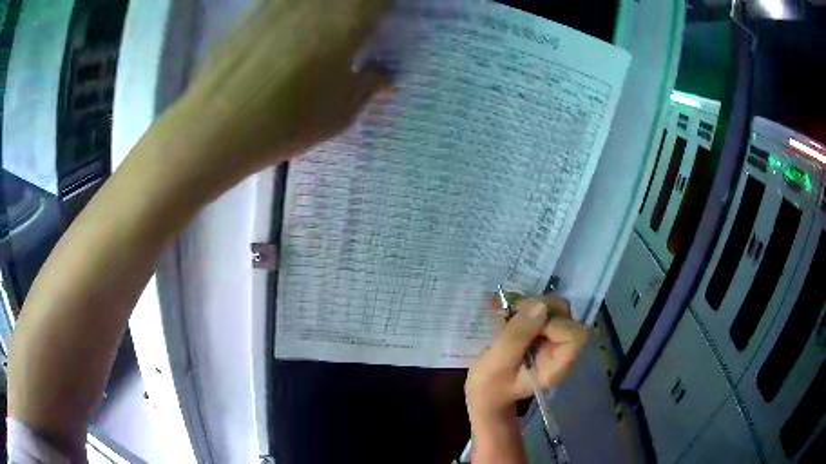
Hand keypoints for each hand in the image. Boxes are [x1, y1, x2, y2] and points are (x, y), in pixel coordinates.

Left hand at [179, 0, 389, 171]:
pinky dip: (292, 14)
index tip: (379, 23)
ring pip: (309, 1)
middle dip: (352, 9)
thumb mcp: (341, 112)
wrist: (216, 128)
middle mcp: (314, 1)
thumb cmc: (289, 120)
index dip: (380, 9)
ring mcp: (277, 2)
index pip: (378, 0)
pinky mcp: (249, 13)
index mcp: (347, 18)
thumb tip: (382, 76)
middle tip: (349, 30)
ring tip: (315, 35)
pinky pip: (281, 4)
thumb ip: (368, 85)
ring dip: (319, 12)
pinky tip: (282, 37)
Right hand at [465, 295, 587, 421]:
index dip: (555, 324)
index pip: (574, 336)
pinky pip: (544, 311)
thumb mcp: (496, 363)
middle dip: (543, 308)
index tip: (528, 326)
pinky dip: (528, 307)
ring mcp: (553, 342)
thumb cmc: (490, 387)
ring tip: (510, 312)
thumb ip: (517, 336)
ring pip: (557, 309)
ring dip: (534, 305)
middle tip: (514, 312)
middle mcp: (562, 351)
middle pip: (568, 317)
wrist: (486, 394)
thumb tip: (540, 305)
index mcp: (557, 366)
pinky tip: (510, 313)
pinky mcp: (543, 335)